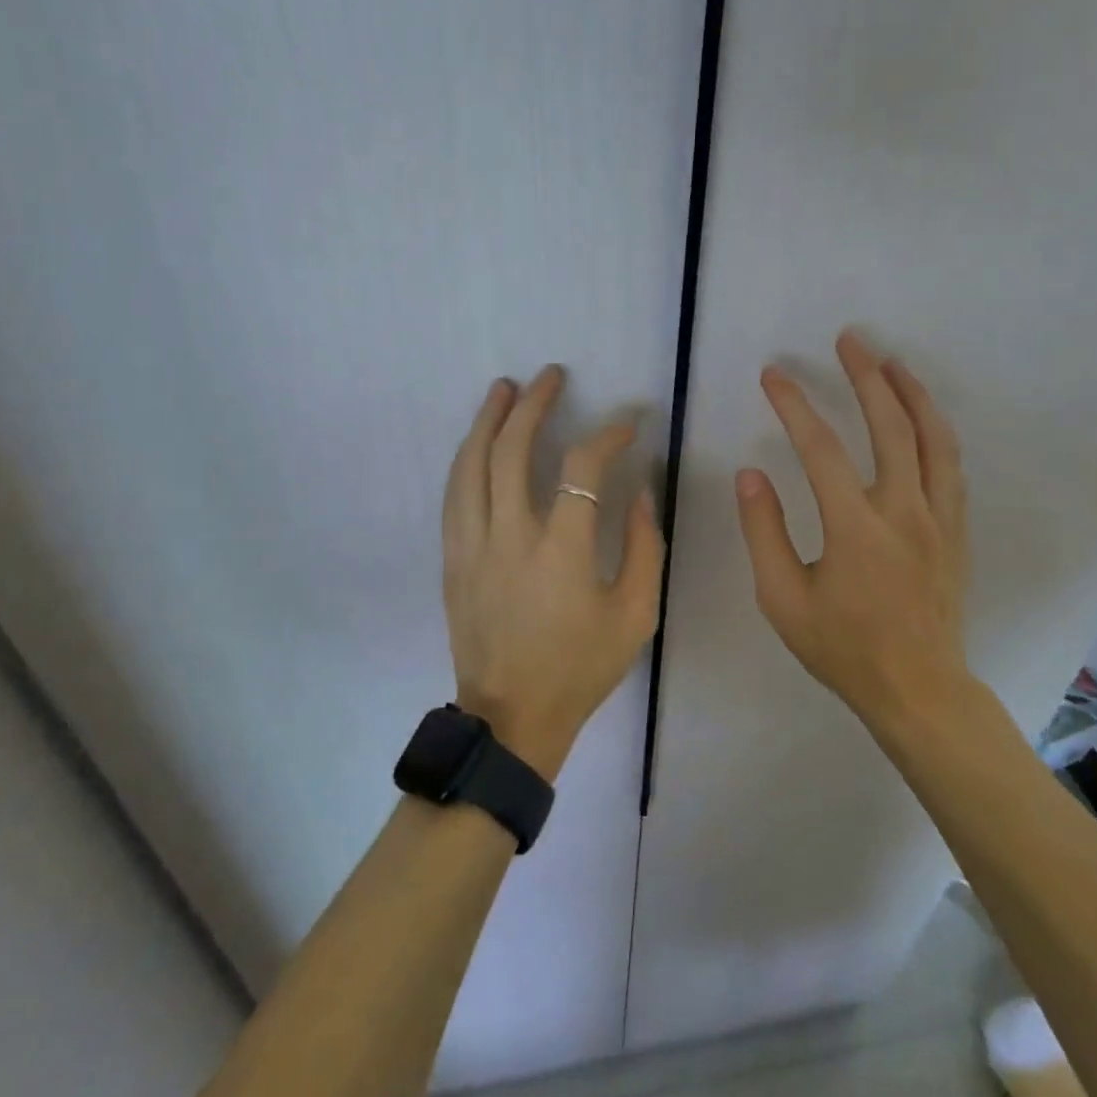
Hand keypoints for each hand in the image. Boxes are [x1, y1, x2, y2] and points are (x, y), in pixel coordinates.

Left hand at [440, 366, 663, 780]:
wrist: (510, 720)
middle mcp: (508, 538)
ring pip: (470, 466)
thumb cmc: (580, 669)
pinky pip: (454, 495)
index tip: (627, 424)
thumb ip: (644, 548)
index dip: (606, 436)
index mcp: (560, 553)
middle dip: (533, 406)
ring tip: (503, 389)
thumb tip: (637, 492)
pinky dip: (467, 459)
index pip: (581, 470)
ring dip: (487, 421)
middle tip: (550, 376)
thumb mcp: (635, 616)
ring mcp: (471, 547)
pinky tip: (476, 442)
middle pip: (510, 452)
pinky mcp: (452, 560)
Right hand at [735, 330, 971, 732]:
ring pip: (934, 440)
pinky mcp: (956, 530)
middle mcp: (904, 512)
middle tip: (850, 340)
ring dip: (912, 394)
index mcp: (856, 529)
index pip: (821, 450)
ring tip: (891, 361)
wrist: (919, 691)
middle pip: (890, 427)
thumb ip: (763, 532)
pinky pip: (951, 466)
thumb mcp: (782, 599)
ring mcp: (938, 519)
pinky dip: (936, 430)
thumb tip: (751, 475)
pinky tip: (923, 416)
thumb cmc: (843, 648)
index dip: (795, 406)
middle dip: (867, 377)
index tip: (774, 376)